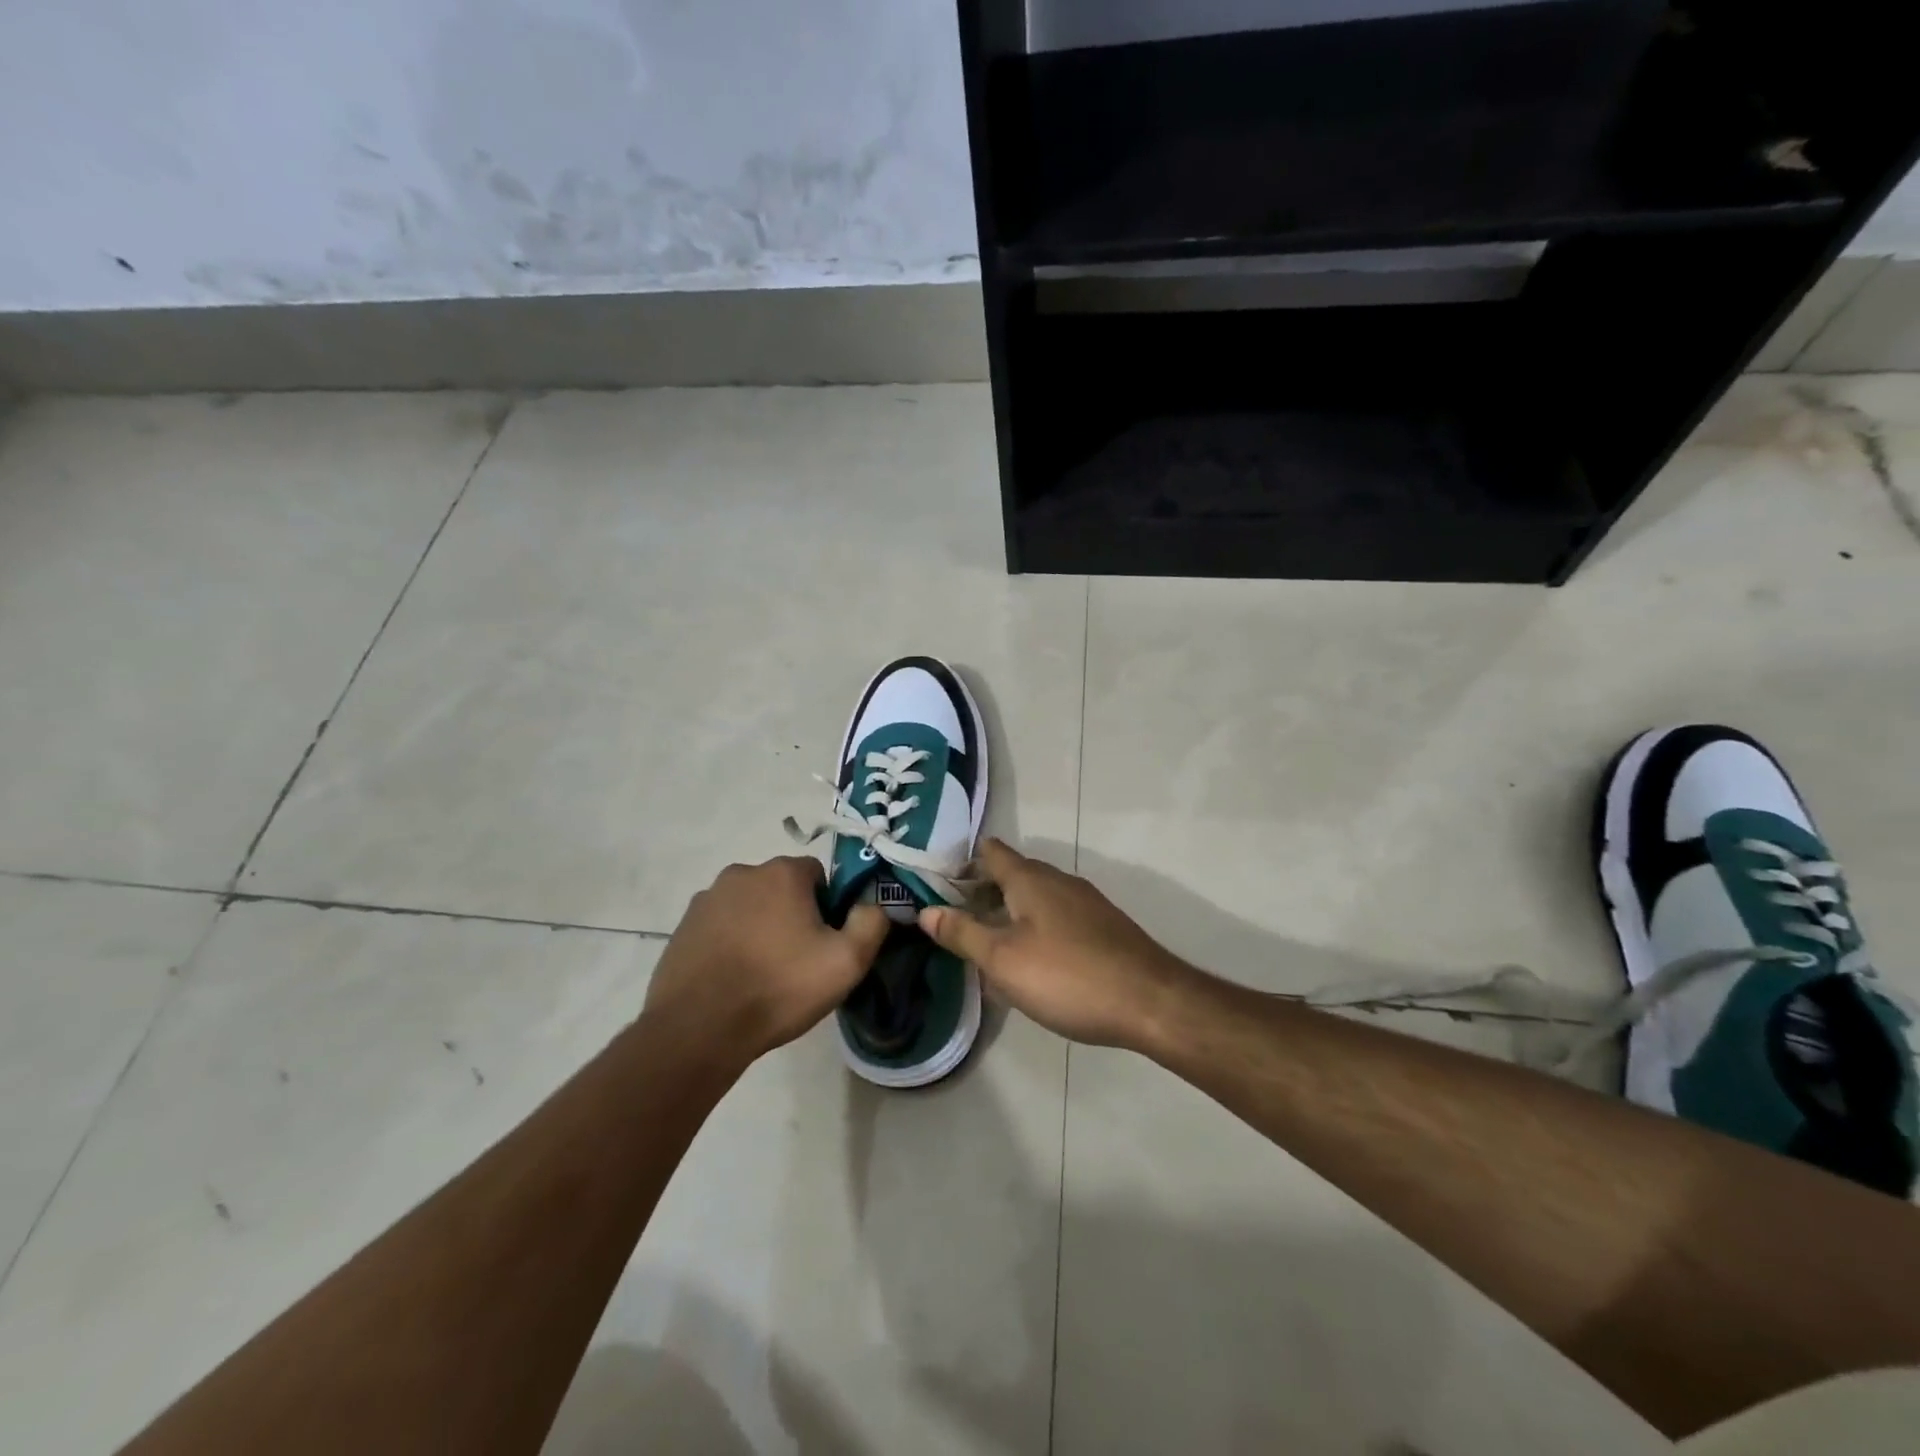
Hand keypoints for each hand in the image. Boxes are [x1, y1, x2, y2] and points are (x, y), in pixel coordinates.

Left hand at [645, 857, 889, 1065]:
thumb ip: (871, 923)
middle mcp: (742, 873)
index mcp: (782, 873)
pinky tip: (733, 979)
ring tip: (762, 974)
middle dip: (793, 915)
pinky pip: (720, 926)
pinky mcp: (683, 926)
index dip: (828, 907)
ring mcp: (707, 899)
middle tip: (797, 961)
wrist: (699, 1028)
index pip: (818, 875)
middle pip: (782, 888)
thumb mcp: (847, 962)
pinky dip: (730, 942)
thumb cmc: (779, 988)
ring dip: (759, 927)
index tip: (824, 942)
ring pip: (749, 906)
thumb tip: (871, 905)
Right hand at [918, 839, 1188, 1049]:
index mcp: (1030, 878)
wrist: (1151, 1001)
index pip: (989, 851)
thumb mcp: (1003, 959)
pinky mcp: (1102, 927)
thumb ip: (962, 933)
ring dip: (1007, 912)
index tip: (935, 886)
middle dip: (980, 892)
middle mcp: (1058, 880)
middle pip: (1011, 873)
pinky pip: (1056, 916)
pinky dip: (1034, 927)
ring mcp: (1085, 902)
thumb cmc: (1068, 976)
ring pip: (1035, 897)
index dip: (960, 863)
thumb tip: (926, 911)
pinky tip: (1030, 961)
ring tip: (985, 944)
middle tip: (952, 922)